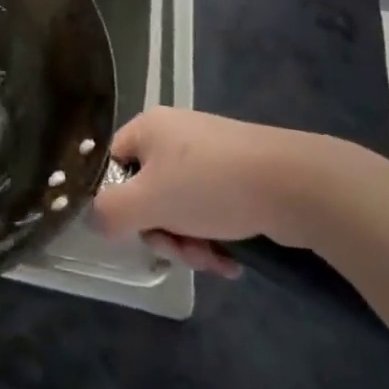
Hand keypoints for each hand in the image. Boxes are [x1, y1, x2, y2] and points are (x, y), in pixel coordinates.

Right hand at [91, 108, 343, 277]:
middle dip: (163, 231)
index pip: (113, 164)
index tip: (137, 229)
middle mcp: (175, 136)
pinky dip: (216, 238)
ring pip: (181, 208)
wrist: (293, 184)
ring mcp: (210, 156)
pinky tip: (232, 260)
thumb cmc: (210, 185)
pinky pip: (211, 211)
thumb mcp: (148, 201)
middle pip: (148, 192)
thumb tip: (94, 219)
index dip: (118, 200)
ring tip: (213, 259)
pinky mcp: (240, 177)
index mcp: (148, 128)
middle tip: (182, 250)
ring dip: (191, 242)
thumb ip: (109, 211)